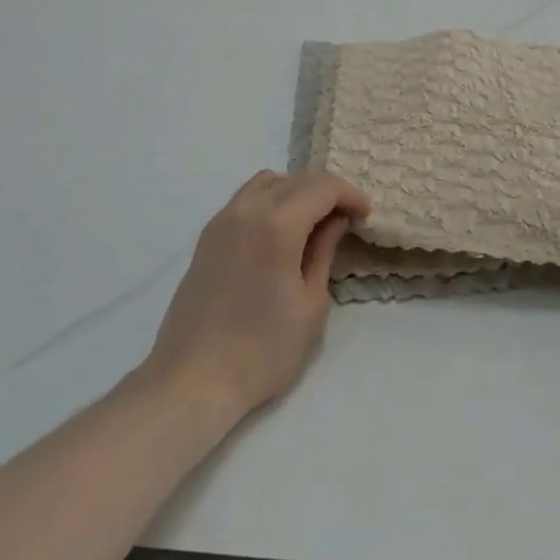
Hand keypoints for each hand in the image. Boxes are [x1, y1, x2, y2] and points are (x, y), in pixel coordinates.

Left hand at [143, 170, 368, 423]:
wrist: (193, 379)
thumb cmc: (263, 349)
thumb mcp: (311, 303)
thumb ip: (324, 251)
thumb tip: (336, 220)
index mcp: (277, 223)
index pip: (322, 187)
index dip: (350, 195)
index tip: (366, 215)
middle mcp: (247, 209)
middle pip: (296, 180)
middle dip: (327, 191)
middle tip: (348, 218)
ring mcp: (222, 219)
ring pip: (268, 183)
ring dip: (297, 191)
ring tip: (315, 221)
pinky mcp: (207, 236)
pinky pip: (246, 199)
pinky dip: (271, 200)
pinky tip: (281, 231)